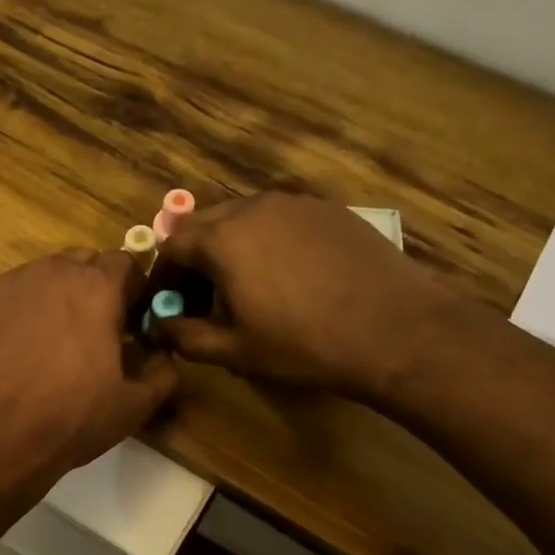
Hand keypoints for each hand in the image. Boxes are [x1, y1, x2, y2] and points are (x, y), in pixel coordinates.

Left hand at [0, 249, 178, 493]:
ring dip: (54, 297)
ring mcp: (7, 285)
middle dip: (93, 287)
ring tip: (50, 342)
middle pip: (82, 262)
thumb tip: (162, 353)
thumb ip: (163, 370)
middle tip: (92, 331)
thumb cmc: (72, 419)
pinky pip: (6, 298)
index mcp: (97, 287)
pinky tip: (14, 351)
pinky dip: (17, 314)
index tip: (131, 322)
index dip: (133, 291)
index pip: (127, 263)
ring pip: (41, 276)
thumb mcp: (135, 405)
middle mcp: (52, 272)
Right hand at [153, 192, 464, 401]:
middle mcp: (254, 207)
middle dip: (194, 258)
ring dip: (230, 247)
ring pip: (244, 218)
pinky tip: (285, 276)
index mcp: (222, 238)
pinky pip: (280, 220)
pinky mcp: (329, 210)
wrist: (394, 328)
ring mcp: (296, 203)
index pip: (172, 245)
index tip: (166, 302)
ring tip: (243, 287)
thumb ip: (186, 336)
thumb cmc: (303, 344)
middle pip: (206, 224)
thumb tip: (159, 327)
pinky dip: (266, 241)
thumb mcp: (234, 351)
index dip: (163, 275)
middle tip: (202, 297)